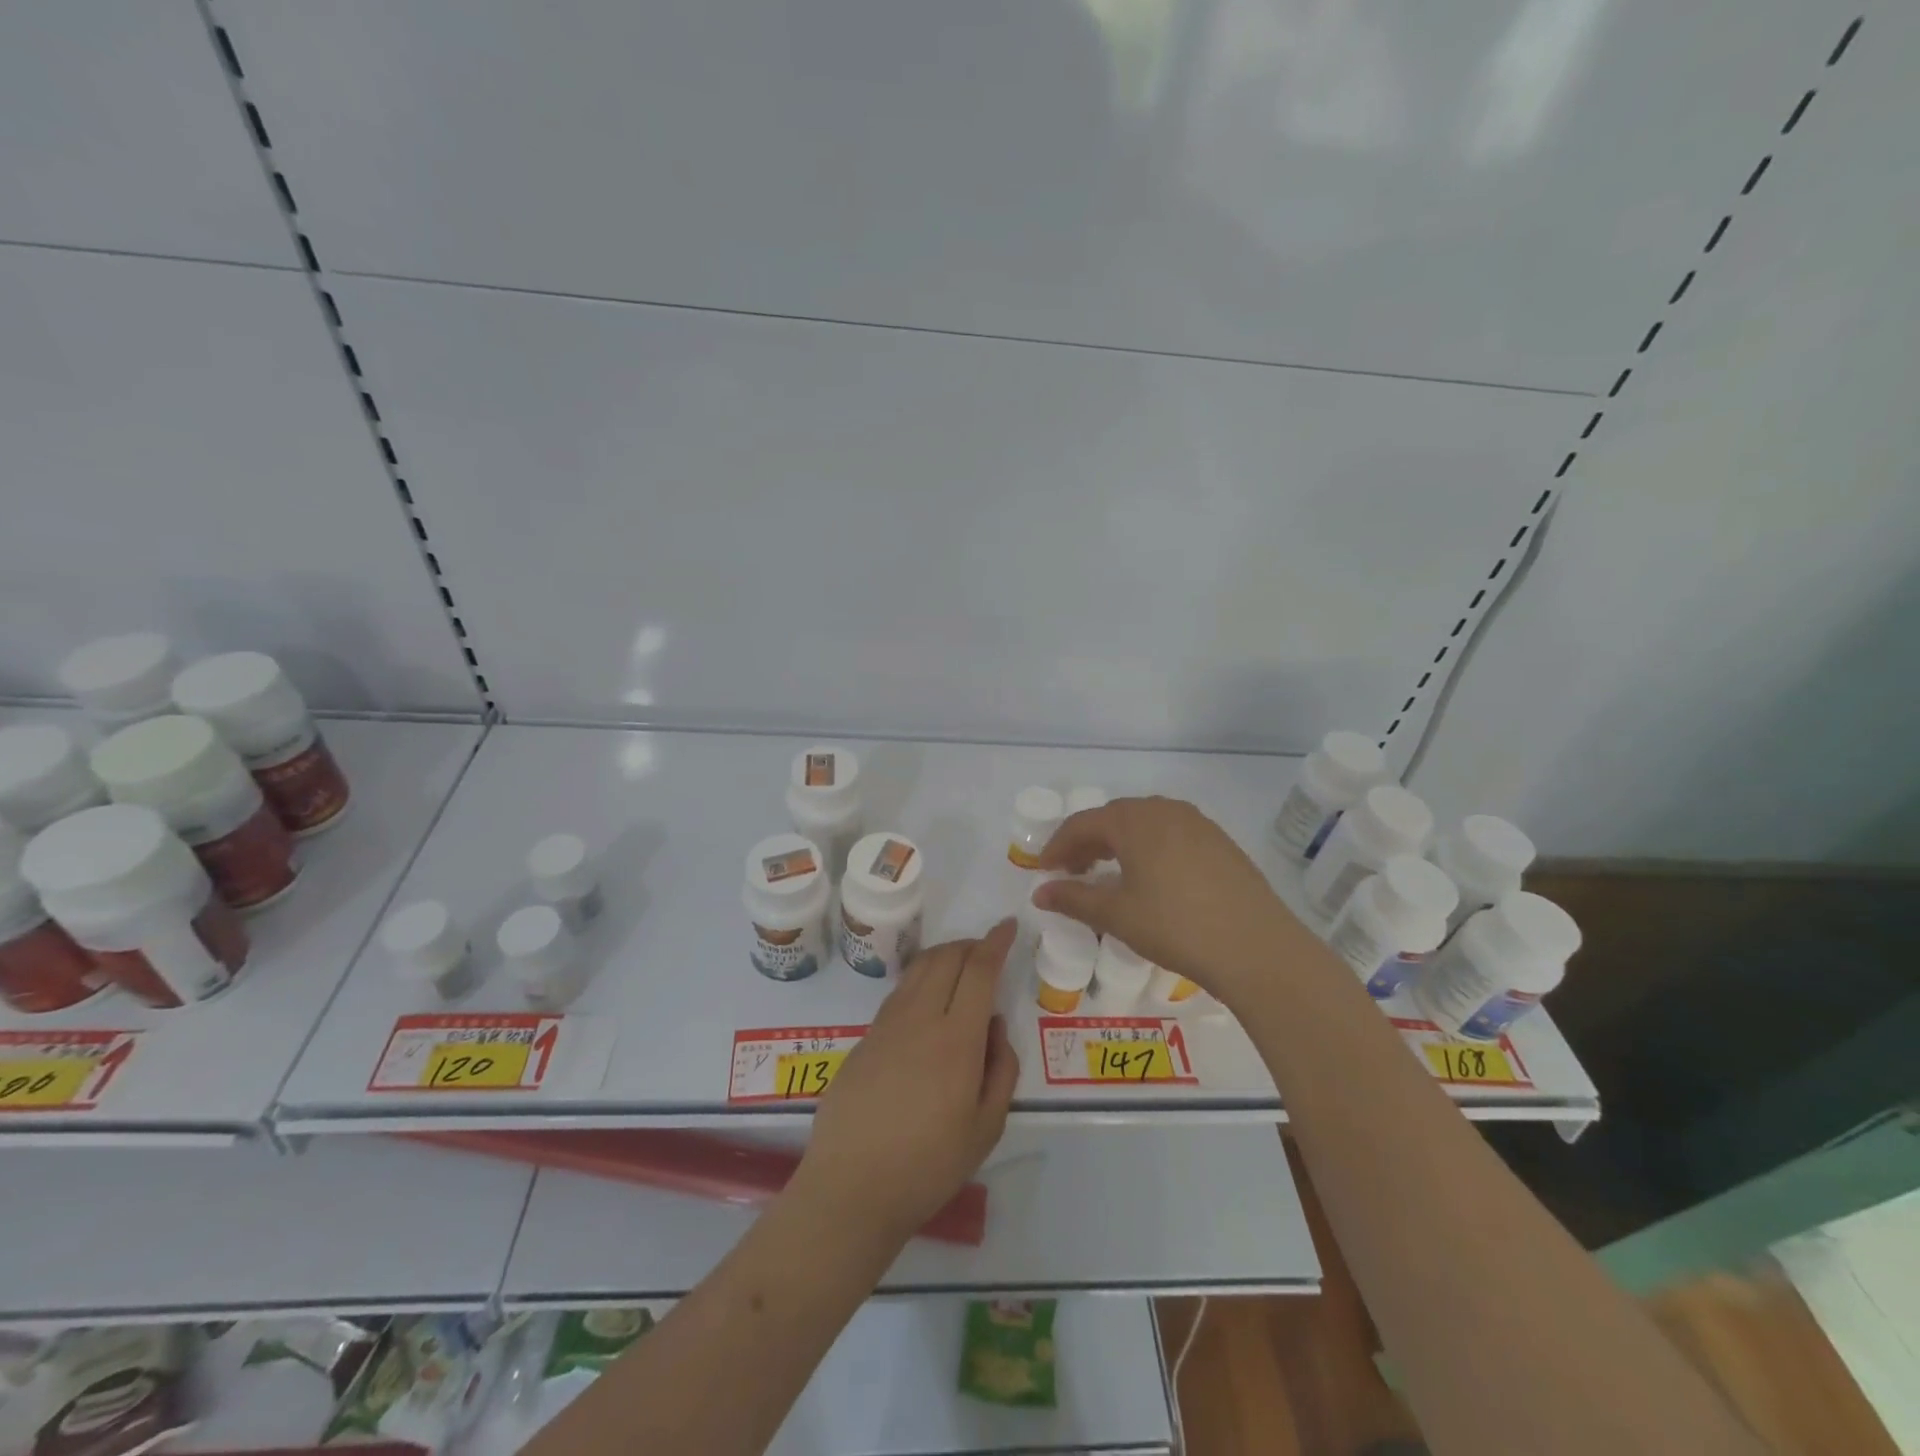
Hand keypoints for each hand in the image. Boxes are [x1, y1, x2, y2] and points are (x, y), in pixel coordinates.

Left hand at [791, 920, 1019, 1245]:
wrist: (851, 1187)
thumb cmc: (928, 1165)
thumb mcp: (986, 1128)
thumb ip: (1001, 1070)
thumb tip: (994, 1026)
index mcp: (956, 1039)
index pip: (978, 970)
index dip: (996, 942)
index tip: (1008, 926)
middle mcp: (920, 1018)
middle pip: (946, 958)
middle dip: (970, 944)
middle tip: (987, 949)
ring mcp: (887, 1025)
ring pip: (918, 969)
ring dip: (944, 956)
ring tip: (960, 966)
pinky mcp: (865, 1038)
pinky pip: (900, 991)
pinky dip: (921, 978)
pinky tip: (928, 999)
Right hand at [1033, 796, 1306, 1009]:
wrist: (1257, 947)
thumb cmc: (1175, 926)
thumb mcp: (1117, 915)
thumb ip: (1074, 899)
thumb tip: (1040, 892)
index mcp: (1134, 820)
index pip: (1082, 823)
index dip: (1058, 845)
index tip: (1043, 870)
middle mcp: (1164, 810)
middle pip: (1113, 818)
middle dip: (1087, 842)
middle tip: (1071, 871)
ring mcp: (1197, 823)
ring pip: (1144, 823)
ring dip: (1119, 843)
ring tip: (1108, 874)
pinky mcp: (1220, 842)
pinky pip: (1171, 833)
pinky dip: (1148, 848)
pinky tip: (1150, 877)